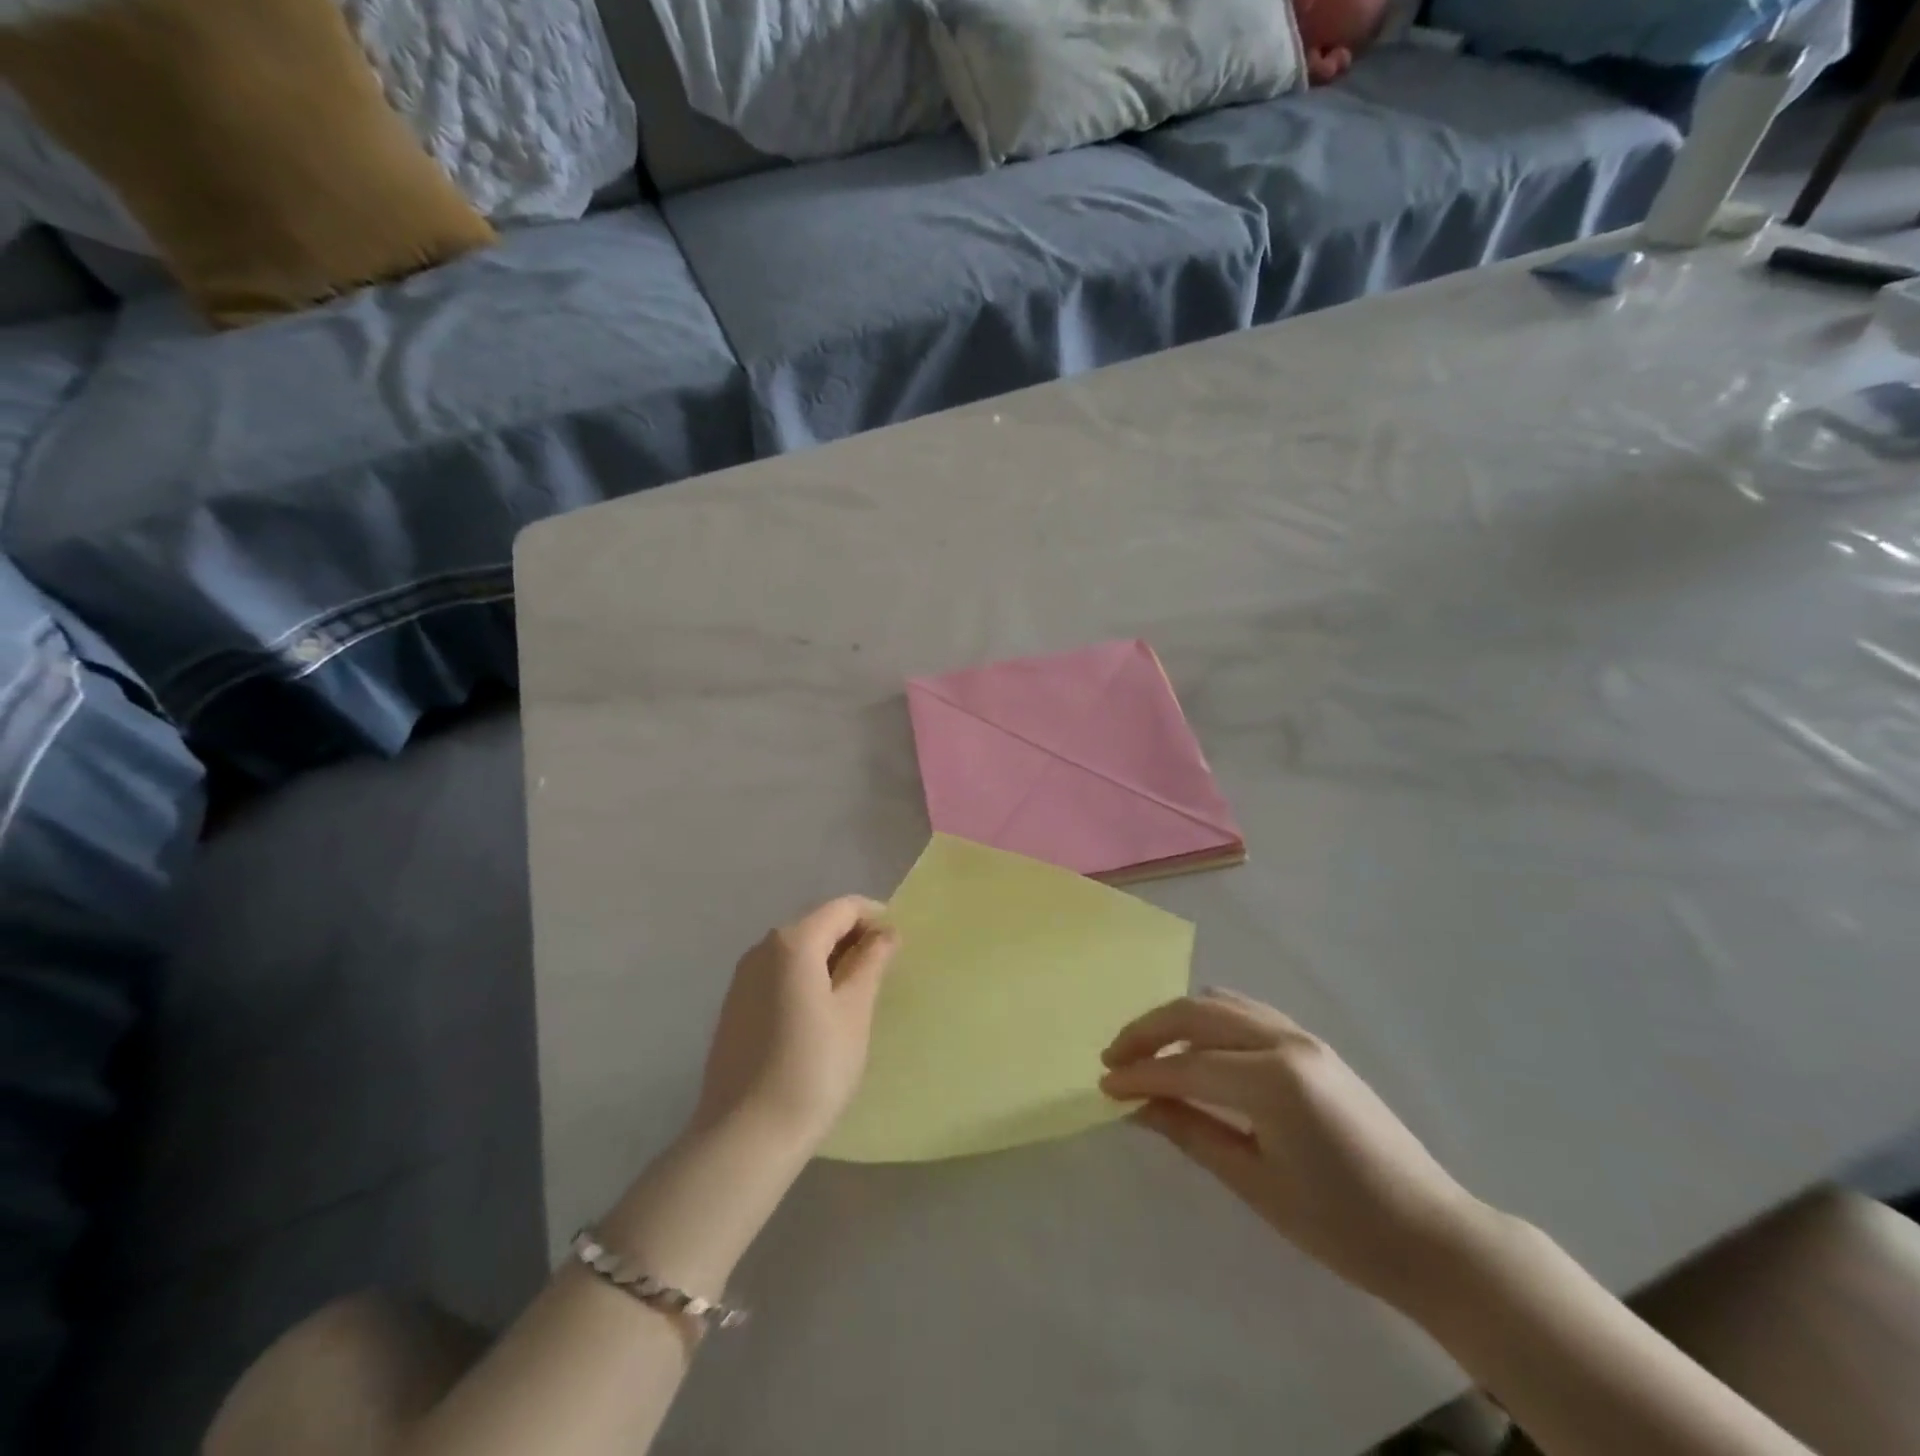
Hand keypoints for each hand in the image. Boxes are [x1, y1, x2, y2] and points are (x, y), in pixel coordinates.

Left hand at [692, 896, 898, 1155]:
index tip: (899, 942)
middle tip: (884, 969)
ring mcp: (742, 977)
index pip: (843, 908)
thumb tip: (885, 932)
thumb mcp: (854, 1011)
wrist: (746, 1135)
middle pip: (817, 925)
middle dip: (853, 937)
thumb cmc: (813, 1068)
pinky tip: (820, 1012)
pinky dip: (806, 977)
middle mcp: (762, 948)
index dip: (875, 916)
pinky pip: (778, 974)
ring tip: (857, 992)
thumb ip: (871, 963)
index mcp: (793, 942)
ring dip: (829, 958)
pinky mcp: (734, 1006)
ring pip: (796, 950)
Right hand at [1100, 988, 1490, 1306]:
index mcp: (1272, 1079)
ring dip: (1177, 1020)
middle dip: (1148, 1031)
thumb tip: (1137, 1104)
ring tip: (1149, 1051)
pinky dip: (1210, 1021)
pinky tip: (1197, 1049)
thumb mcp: (1256, 1184)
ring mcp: (1302, 1036)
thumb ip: (1191, 1132)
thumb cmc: (1343, 1227)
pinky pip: (1246, 1013)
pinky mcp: (1312, 1044)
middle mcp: (1284, 1041)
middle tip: (1114, 1059)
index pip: (1186, 1066)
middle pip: (1196, 1014)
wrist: (1433, 1234)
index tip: (1103, 1087)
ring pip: (1221, 1003)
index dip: (1139, 1075)